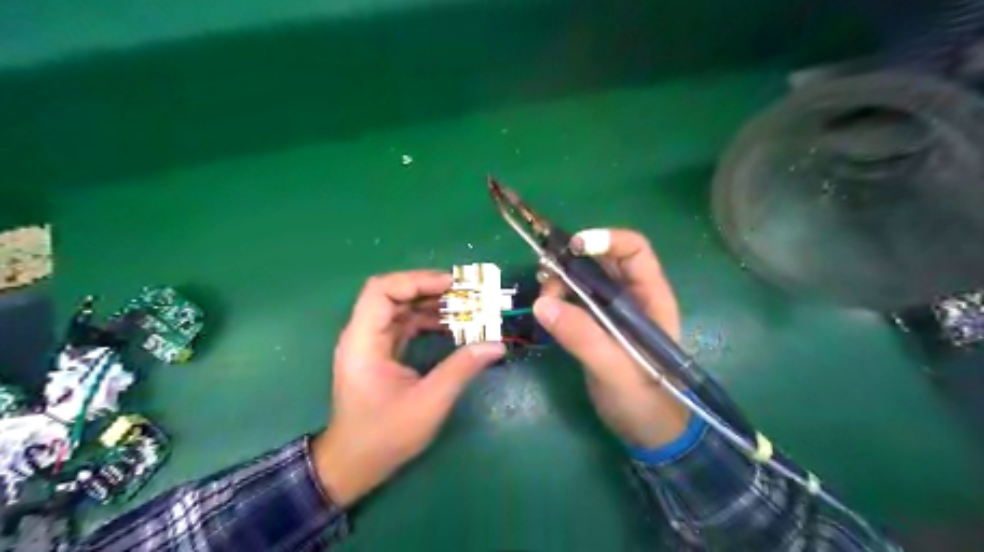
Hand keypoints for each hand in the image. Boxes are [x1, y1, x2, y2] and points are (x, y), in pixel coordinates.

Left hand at [310, 269, 502, 507]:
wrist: (353, 464)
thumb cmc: (384, 436)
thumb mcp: (428, 403)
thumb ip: (461, 369)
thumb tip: (496, 344)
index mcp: (363, 341)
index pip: (381, 290)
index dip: (416, 280)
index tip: (451, 284)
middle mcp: (363, 335)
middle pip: (393, 295)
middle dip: (430, 289)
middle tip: (466, 293)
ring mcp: (370, 343)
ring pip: (400, 308)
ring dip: (431, 304)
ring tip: (465, 306)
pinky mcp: (380, 353)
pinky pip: (404, 325)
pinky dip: (427, 320)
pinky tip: (451, 325)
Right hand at [535, 229, 684, 449]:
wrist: (649, 434)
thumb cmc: (646, 402)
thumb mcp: (617, 371)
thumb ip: (584, 337)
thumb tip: (542, 303)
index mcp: (651, 298)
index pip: (634, 250)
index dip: (606, 240)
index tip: (573, 248)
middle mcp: (632, 297)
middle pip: (602, 261)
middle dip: (572, 261)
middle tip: (546, 277)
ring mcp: (612, 312)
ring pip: (584, 279)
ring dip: (561, 280)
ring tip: (544, 299)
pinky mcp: (595, 327)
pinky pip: (574, 301)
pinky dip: (557, 299)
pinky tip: (545, 311)